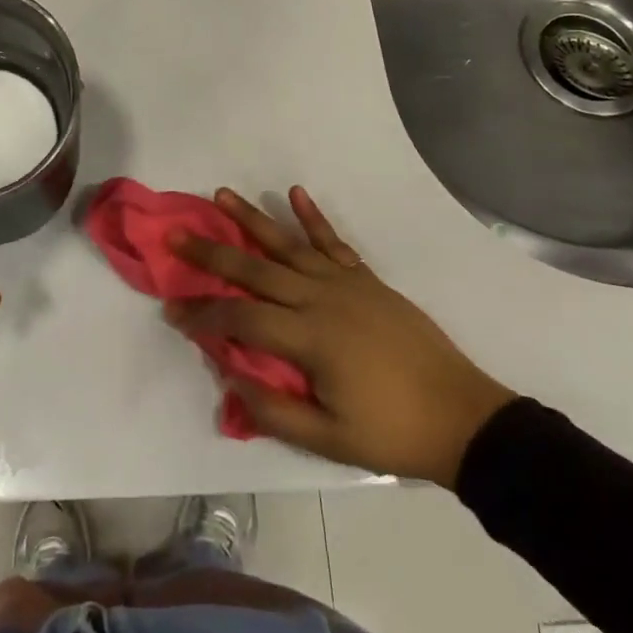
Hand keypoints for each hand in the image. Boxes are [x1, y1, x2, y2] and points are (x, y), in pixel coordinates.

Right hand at [164, 188, 515, 487]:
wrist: (460, 415)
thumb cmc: (391, 431)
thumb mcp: (329, 439)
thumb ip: (275, 409)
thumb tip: (229, 375)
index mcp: (308, 337)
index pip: (240, 317)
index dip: (202, 313)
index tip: (172, 309)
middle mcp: (319, 298)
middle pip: (254, 268)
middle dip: (211, 251)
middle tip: (176, 232)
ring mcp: (344, 282)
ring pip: (288, 244)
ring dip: (252, 218)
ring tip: (221, 194)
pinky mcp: (365, 277)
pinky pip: (333, 240)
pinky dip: (312, 216)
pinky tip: (295, 193)